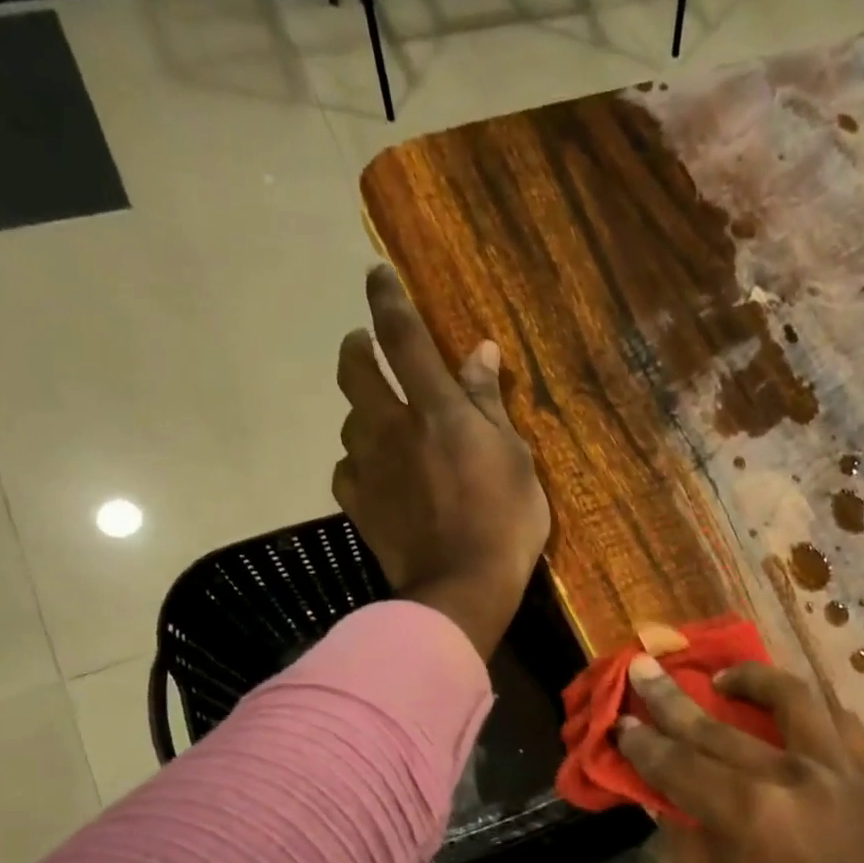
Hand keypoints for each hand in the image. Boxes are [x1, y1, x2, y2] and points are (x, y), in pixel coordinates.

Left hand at [334, 265, 550, 657]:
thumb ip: (490, 403)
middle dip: (357, 347)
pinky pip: (347, 470)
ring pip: (349, 421)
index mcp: (436, 409)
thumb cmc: (504, 521)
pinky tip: (372, 473)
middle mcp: (391, 427)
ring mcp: (368, 467)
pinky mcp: (358, 504)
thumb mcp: (516, 459)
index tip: (377, 275)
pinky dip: (358, 462)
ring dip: (361, 411)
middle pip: (355, 370)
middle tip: (365, 345)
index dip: (388, 299)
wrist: (462, 587)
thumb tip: (481, 351)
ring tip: (379, 420)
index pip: (403, 337)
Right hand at [616, 657, 863, 862]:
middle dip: (672, 698)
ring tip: (725, 678)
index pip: (680, 766)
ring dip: (753, 679)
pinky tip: (792, 711)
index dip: (644, 744)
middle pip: (719, 727)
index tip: (621, 722)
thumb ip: (686, 852)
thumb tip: (669, 803)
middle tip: (644, 668)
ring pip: (793, 699)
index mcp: (749, 816)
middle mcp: (793, 778)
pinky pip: (842, 724)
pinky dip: (813, 709)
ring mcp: (838, 773)